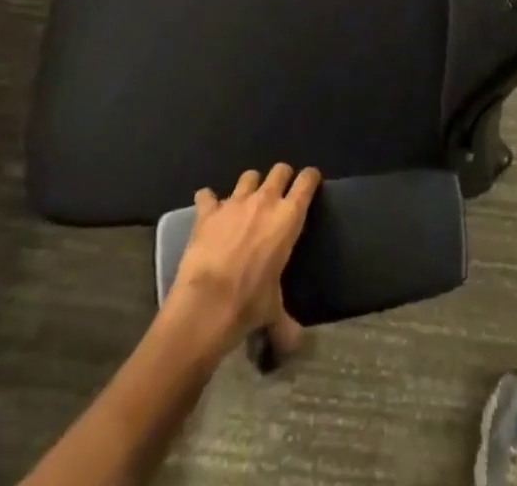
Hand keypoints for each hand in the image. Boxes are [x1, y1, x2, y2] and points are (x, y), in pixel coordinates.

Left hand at [170, 164, 320, 359]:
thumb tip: (296, 347)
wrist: (206, 305)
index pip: (307, 181)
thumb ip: (286, 324)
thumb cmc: (248, 304)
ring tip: (245, 203)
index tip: (310, 183)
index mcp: (288, 218)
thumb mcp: (273, 313)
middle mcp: (265, 200)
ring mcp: (235, 202)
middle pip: (280, 170)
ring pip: (249, 176)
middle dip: (281, 178)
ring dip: (250, 186)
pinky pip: (208, 195)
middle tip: (279, 195)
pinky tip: (209, 212)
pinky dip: (209, 201)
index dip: (310, 178)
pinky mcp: (208, 211)